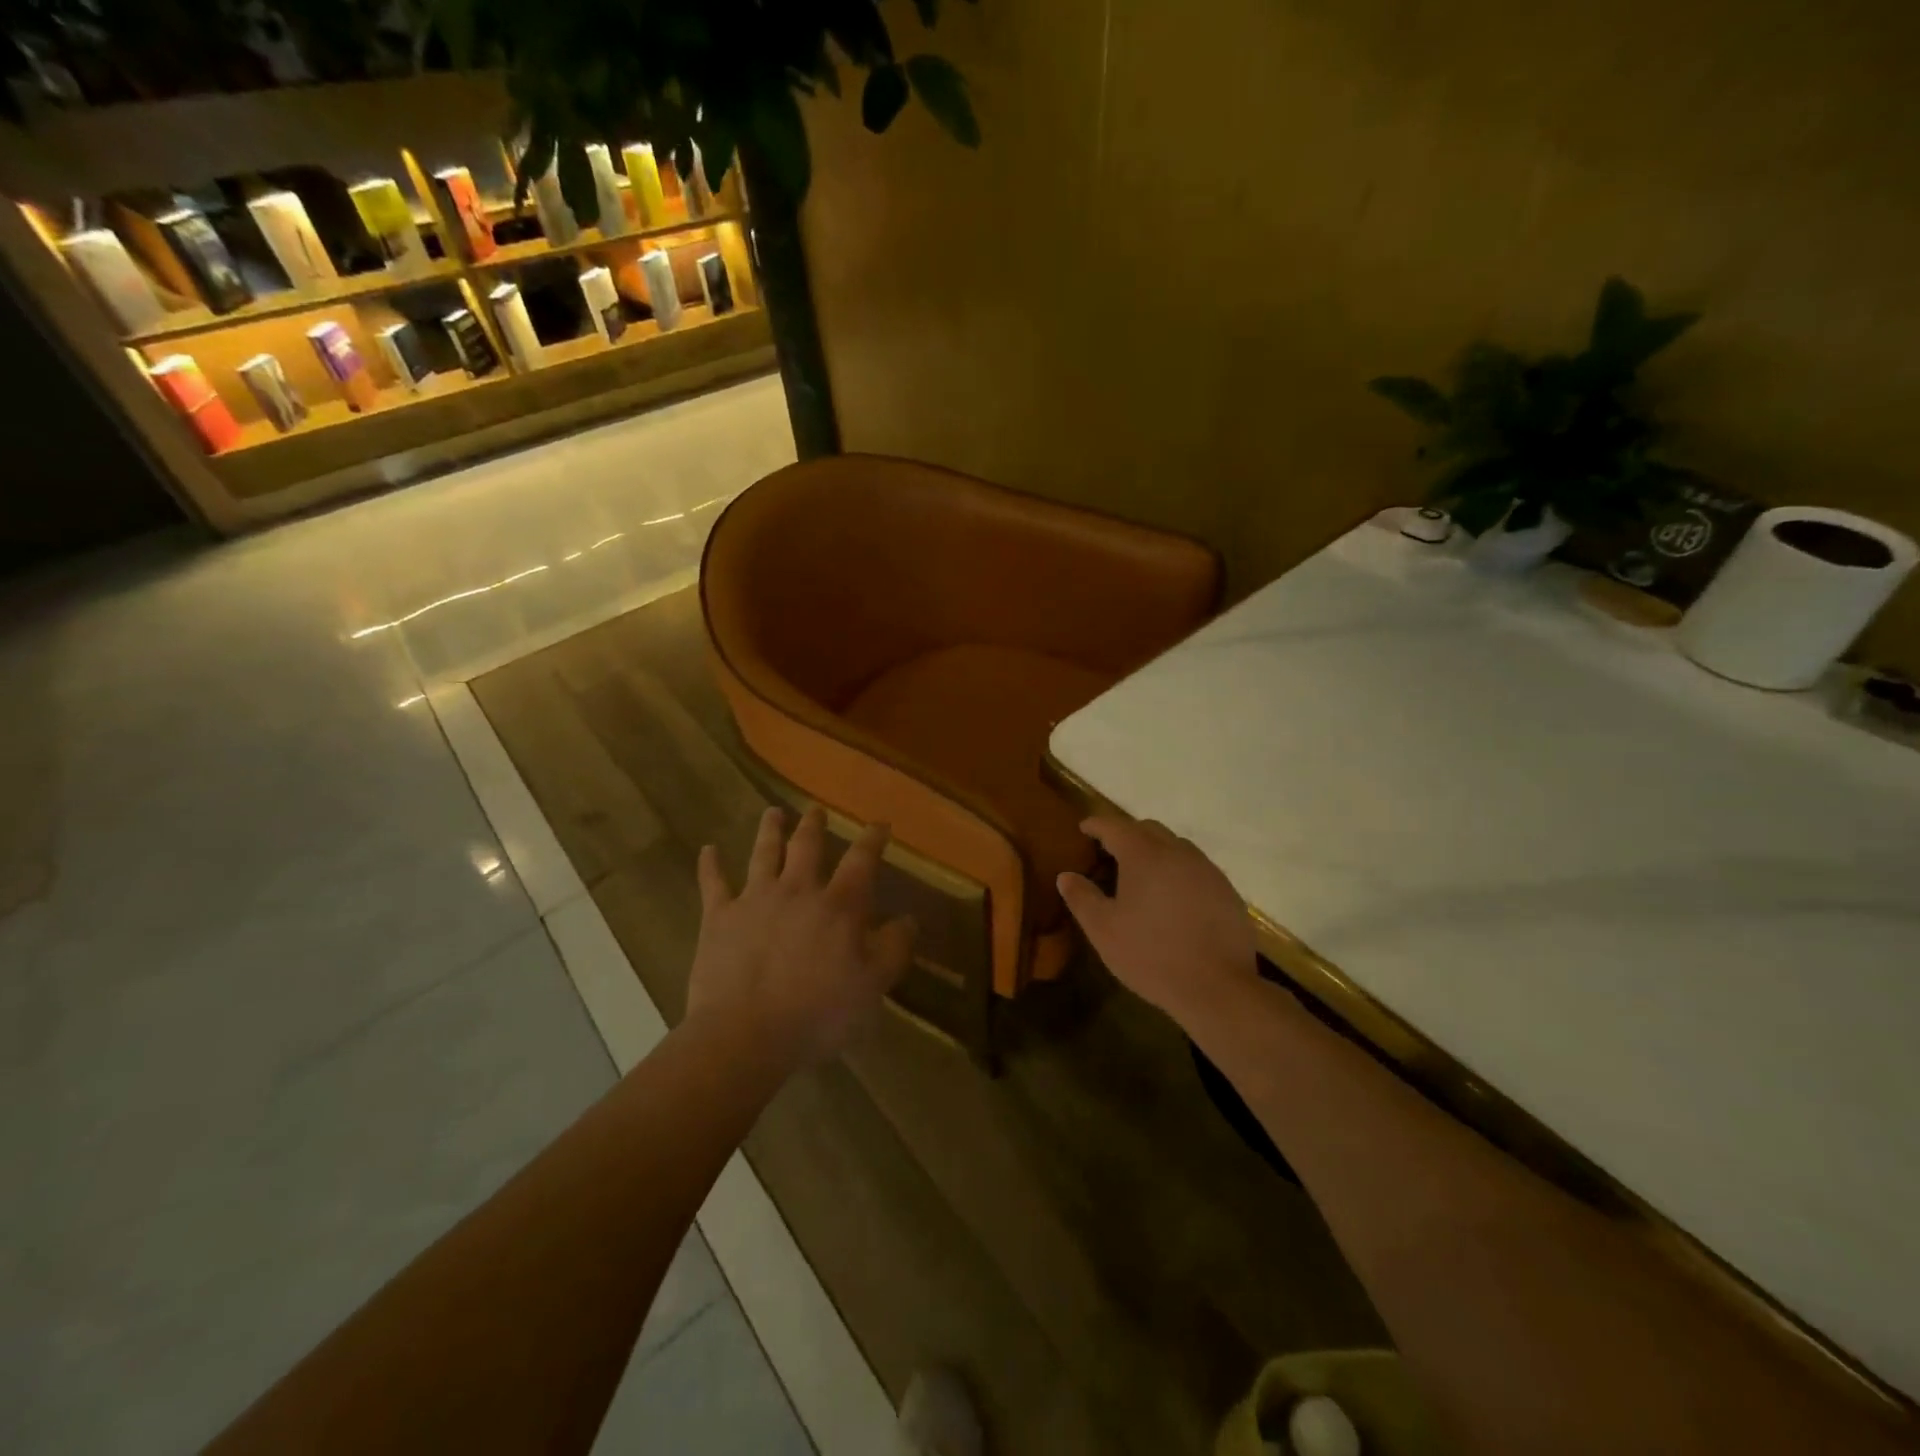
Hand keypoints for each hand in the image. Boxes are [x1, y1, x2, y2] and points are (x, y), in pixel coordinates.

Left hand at [688, 806, 916, 1068]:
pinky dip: (710, 865)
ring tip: (773, 812)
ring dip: (770, 830)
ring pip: (763, 853)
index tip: (879, 824)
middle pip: (807, 847)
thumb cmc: (818, 1013)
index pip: (861, 861)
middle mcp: (797, 890)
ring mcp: (754, 900)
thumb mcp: (873, 985)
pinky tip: (708, 850)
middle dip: (814, 826)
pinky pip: (713, 884)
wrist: (745, 1035)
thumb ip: (894, 948)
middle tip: (816, 810)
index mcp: (838, 905)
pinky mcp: (718, 918)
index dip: (872, 839)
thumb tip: (908, 918)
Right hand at [1057, 816, 1257, 1027]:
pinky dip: (1179, 872)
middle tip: (1110, 854)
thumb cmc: (1151, 954)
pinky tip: (1174, 900)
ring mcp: (1207, 870)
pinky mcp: (1227, 891)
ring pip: (1176, 847)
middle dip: (1127, 834)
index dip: (1096, 825)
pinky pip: (1197, 869)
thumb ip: (1082, 897)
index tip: (1084, 828)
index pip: (1114, 826)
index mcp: (1144, 855)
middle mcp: (1177, 852)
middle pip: (1148, 830)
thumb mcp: (1103, 930)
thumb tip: (1066, 875)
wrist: (1217, 988)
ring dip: (1155, 852)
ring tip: (1142, 877)